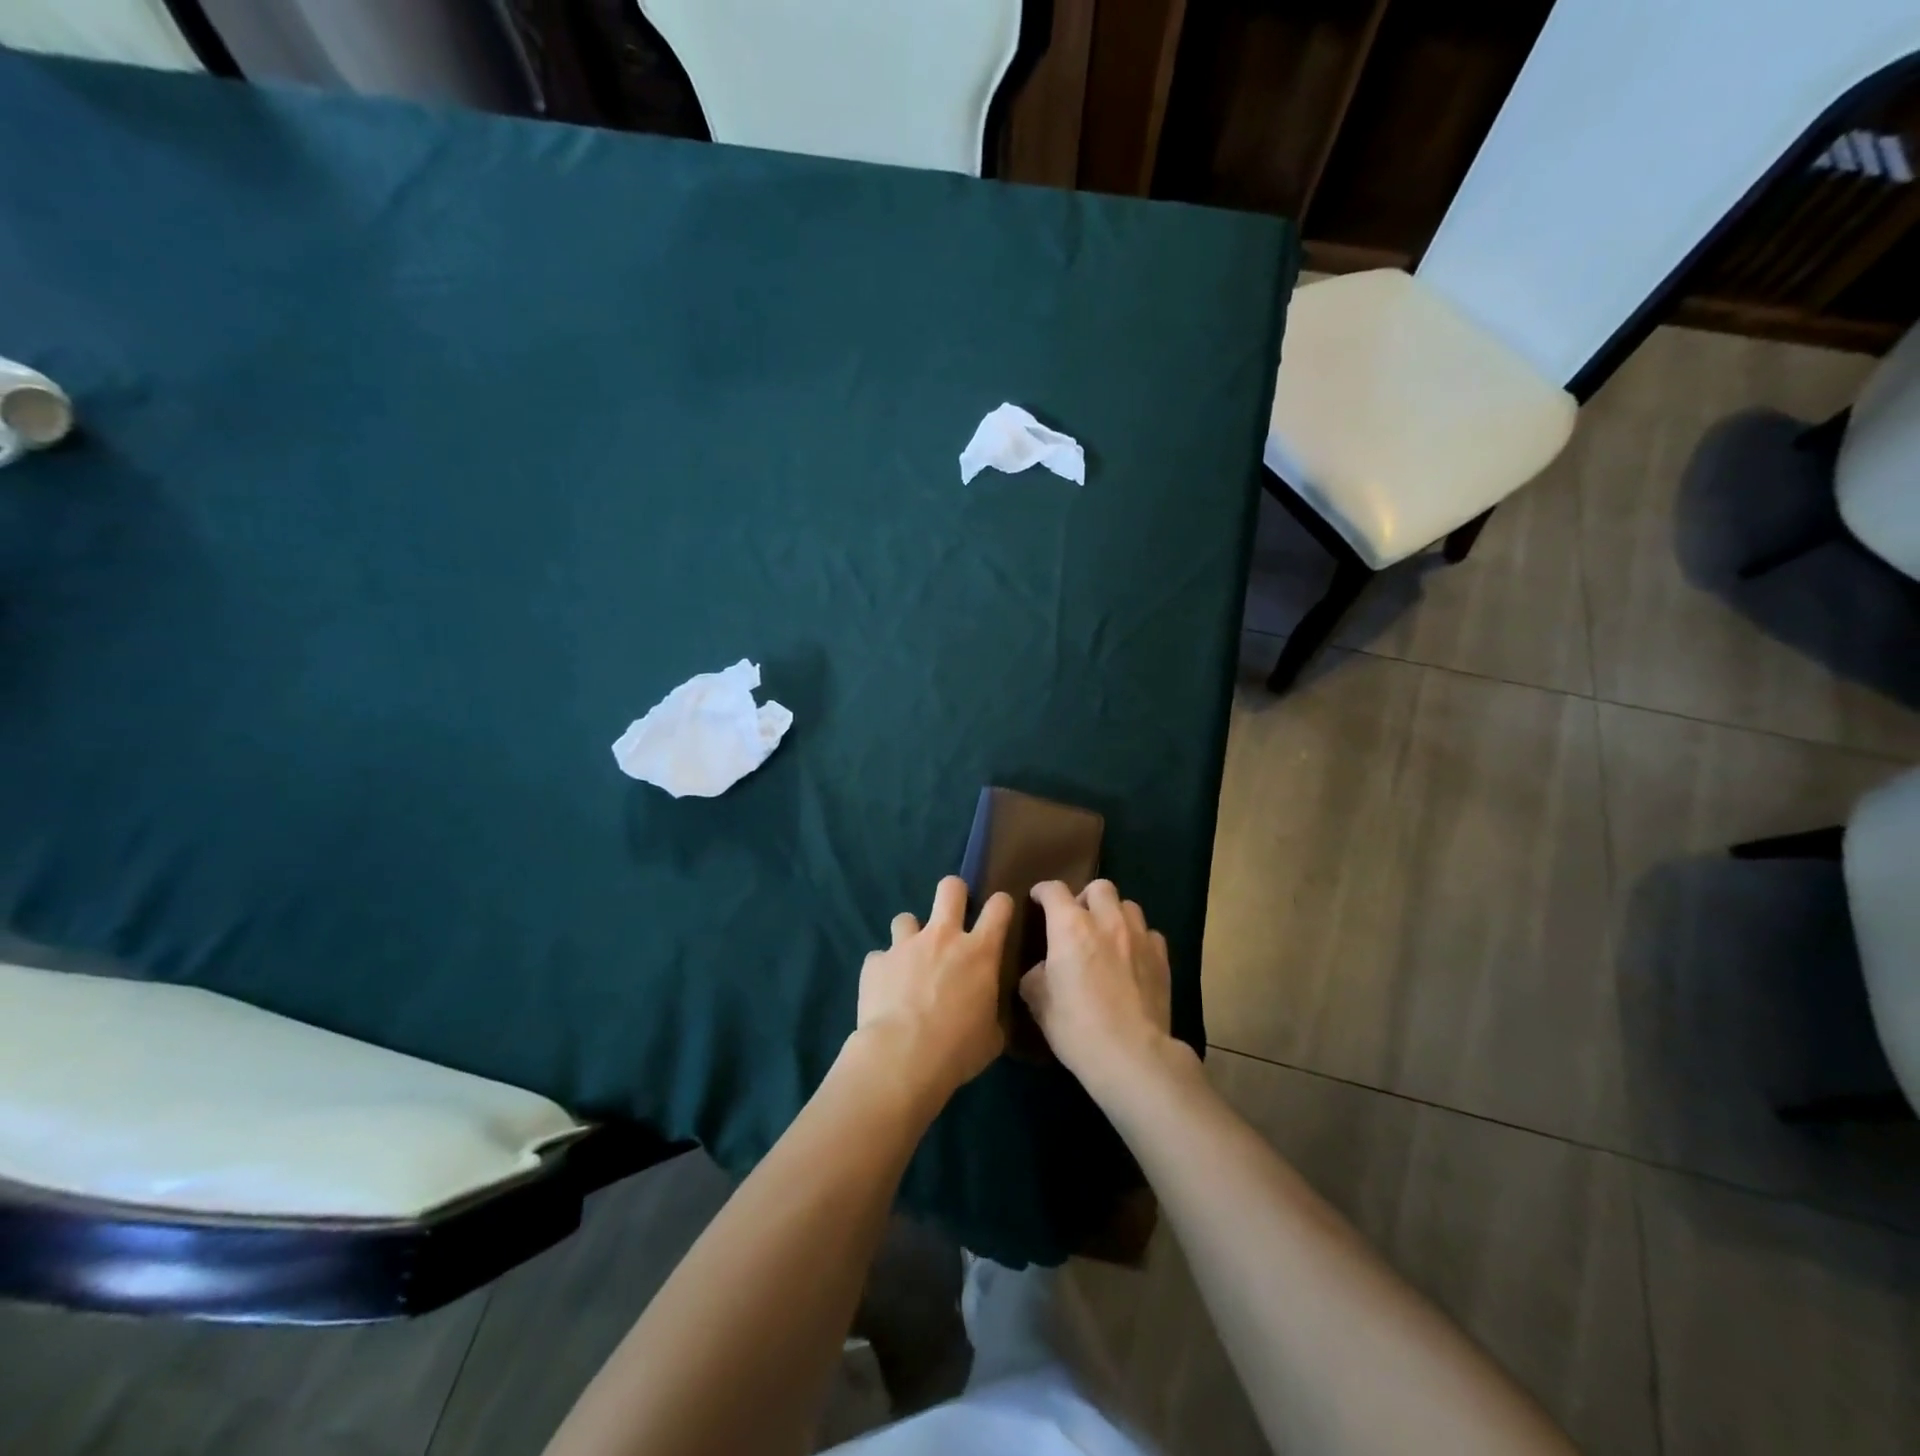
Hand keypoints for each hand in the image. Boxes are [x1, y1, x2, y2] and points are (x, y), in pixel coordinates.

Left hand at [851, 876, 1011, 1103]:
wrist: (902, 1058)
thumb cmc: (957, 1049)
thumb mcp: (991, 1037)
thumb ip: (990, 1013)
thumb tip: (987, 1015)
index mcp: (979, 952)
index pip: (999, 907)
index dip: (1001, 905)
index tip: (999, 914)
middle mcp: (942, 937)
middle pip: (950, 888)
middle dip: (954, 893)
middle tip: (953, 915)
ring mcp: (905, 945)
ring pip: (905, 917)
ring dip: (909, 935)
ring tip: (909, 961)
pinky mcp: (875, 962)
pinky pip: (879, 958)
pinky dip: (884, 970)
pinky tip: (884, 992)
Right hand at [1020, 880, 1177, 1092]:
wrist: (1132, 1055)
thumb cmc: (1076, 1027)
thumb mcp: (1039, 1002)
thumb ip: (1036, 976)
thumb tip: (1042, 970)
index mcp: (1070, 927)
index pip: (1054, 890)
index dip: (1043, 892)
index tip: (1038, 900)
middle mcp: (1106, 921)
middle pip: (1099, 887)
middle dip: (1085, 897)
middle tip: (1078, 920)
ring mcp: (1139, 937)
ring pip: (1128, 905)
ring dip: (1114, 915)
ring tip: (1108, 937)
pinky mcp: (1162, 957)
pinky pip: (1149, 934)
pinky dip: (1138, 939)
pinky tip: (1133, 958)